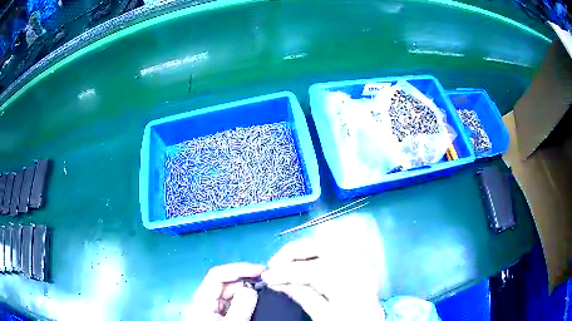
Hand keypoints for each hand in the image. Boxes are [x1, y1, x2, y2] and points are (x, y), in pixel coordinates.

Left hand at [189, 263, 265, 320]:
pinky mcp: (217, 316)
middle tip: (269, 284)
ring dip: (247, 292)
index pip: (218, 275)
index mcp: (203, 299)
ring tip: (267, 293)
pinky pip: (232, 304)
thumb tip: (251, 289)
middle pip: (225, 284)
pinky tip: (257, 304)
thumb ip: (240, 308)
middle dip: (246, 281)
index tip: (261, 271)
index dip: (239, 269)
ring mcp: (211, 309)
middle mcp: (205, 300)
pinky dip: (245, 302)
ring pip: (230, 294)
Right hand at [261, 239, 385, 320]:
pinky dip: (313, 251)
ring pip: (324, 243)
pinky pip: (331, 247)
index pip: (310, 269)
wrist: (372, 319)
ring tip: (284, 262)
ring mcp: (357, 258)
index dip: (284, 272)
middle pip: (319, 247)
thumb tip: (278, 282)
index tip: (266, 277)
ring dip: (301, 250)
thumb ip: (302, 296)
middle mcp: (355, 264)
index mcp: (349, 282)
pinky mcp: (356, 258)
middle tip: (273, 265)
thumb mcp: (324, 316)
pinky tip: (303, 260)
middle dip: (291, 252)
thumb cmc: (349, 320)